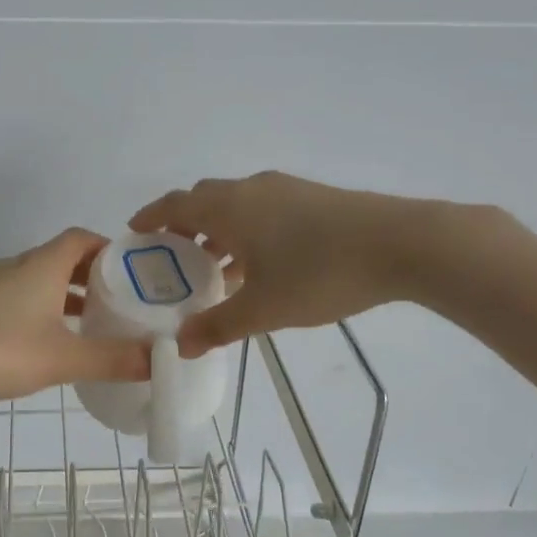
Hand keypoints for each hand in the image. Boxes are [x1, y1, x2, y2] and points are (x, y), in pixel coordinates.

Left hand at [0, 229, 151, 405]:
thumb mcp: (64, 359)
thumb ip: (114, 359)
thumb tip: (161, 360)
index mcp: (42, 265)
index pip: (82, 238)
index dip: (110, 249)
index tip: (133, 273)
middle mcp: (17, 265)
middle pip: (62, 258)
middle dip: (93, 276)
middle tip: (120, 302)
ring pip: (39, 279)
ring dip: (66, 294)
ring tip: (90, 324)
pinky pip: (19, 295)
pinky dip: (42, 307)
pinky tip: (46, 341)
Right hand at [130, 172, 434, 354]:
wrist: (402, 244)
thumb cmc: (320, 273)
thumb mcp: (264, 308)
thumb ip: (218, 326)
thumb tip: (181, 346)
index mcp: (230, 207)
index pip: (175, 204)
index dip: (150, 217)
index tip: (134, 234)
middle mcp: (252, 190)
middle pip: (204, 201)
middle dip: (183, 228)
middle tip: (172, 262)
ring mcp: (286, 191)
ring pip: (236, 207)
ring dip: (218, 234)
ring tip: (213, 272)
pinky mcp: (314, 199)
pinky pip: (263, 212)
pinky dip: (247, 233)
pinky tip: (261, 267)